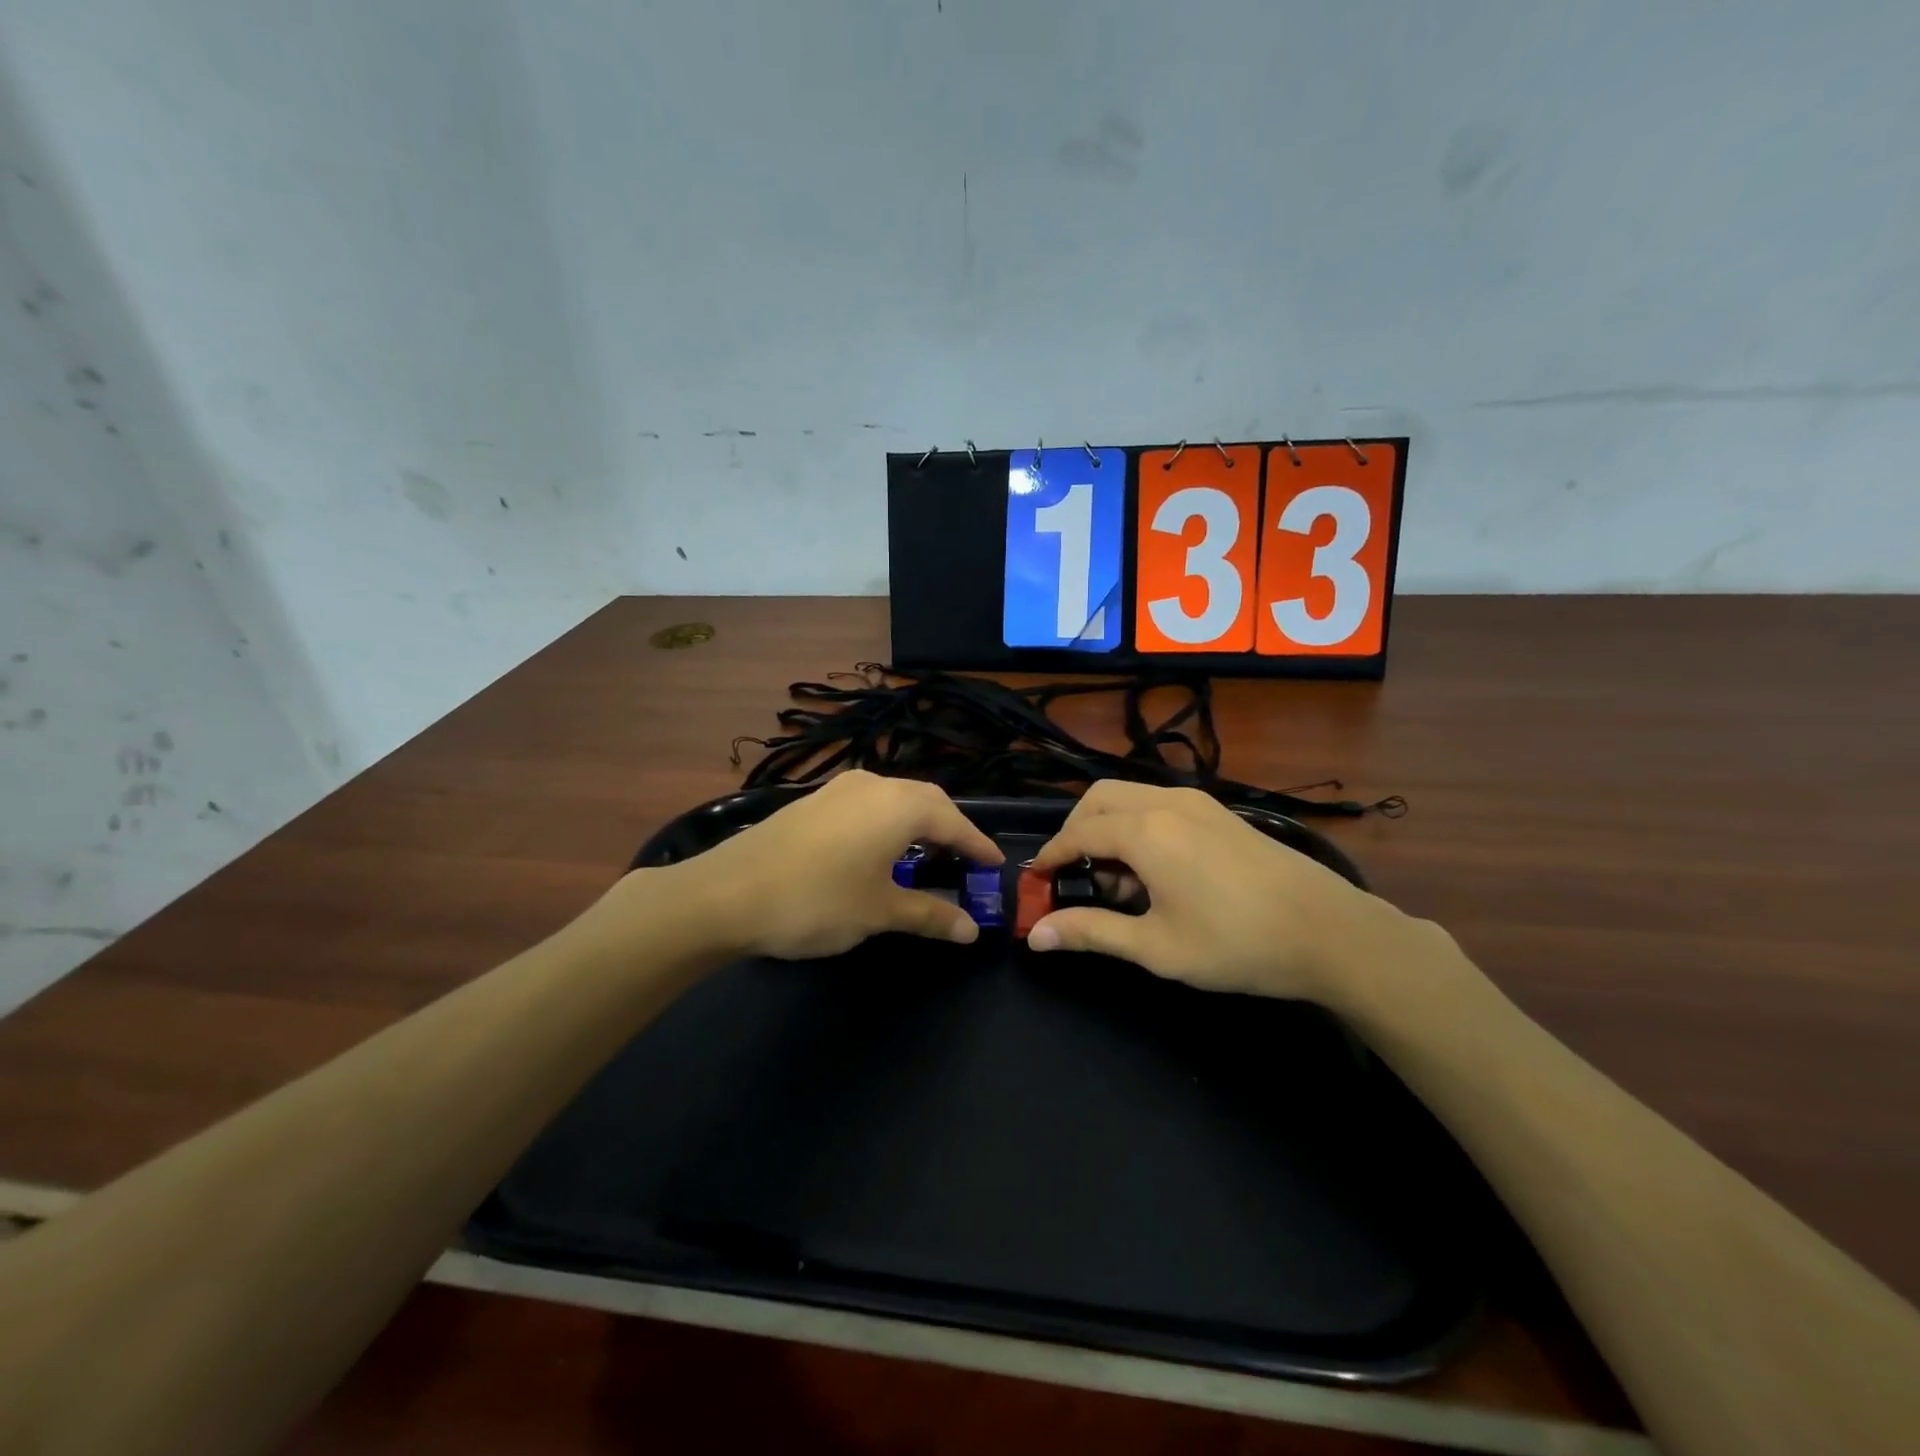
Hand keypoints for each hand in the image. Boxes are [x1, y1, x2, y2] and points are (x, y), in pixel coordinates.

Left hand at [656, 771, 1003, 959]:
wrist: (726, 894)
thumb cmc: (817, 901)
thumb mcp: (879, 912)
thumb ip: (930, 914)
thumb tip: (971, 929)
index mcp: (899, 806)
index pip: (953, 821)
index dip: (977, 845)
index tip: (995, 865)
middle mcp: (873, 785)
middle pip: (926, 801)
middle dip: (950, 829)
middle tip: (965, 860)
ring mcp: (838, 789)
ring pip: (894, 799)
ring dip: (917, 823)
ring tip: (927, 855)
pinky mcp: (813, 801)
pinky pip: (867, 805)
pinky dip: (887, 823)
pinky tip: (878, 850)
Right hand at [1026, 781, 1388, 1002]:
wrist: (1331, 933)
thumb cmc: (1236, 943)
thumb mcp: (1156, 946)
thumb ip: (1091, 932)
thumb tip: (1035, 935)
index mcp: (1146, 831)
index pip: (1079, 832)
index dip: (1052, 855)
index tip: (1037, 879)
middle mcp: (1167, 803)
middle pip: (1100, 799)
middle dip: (1076, 830)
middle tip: (1072, 873)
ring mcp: (1199, 803)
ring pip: (1131, 797)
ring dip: (1109, 827)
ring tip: (1116, 880)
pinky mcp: (1221, 813)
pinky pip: (1161, 805)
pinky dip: (1139, 825)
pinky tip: (1155, 870)